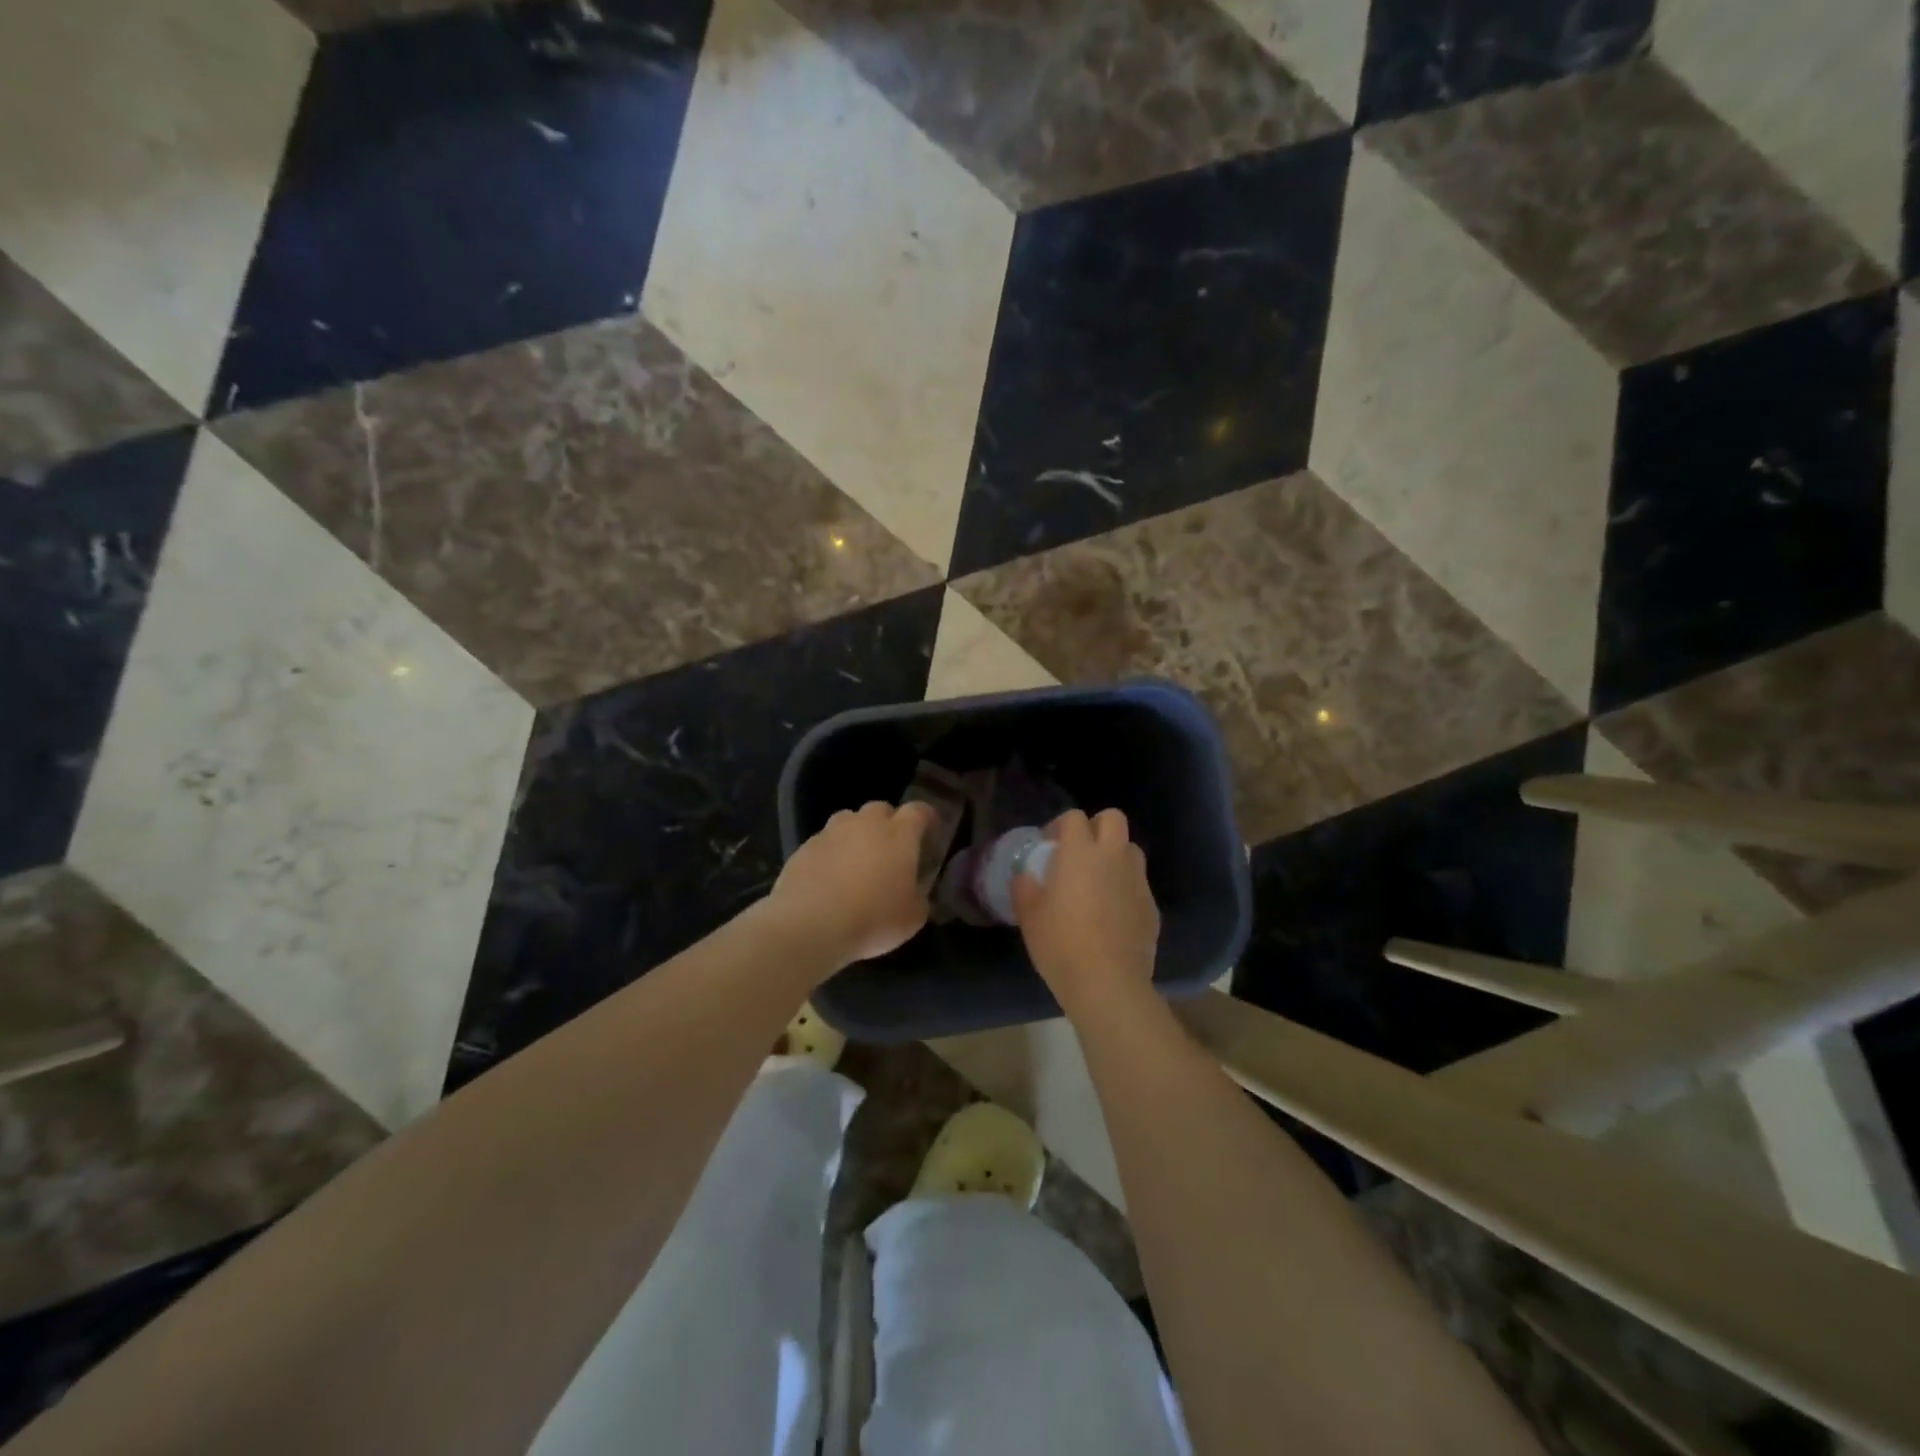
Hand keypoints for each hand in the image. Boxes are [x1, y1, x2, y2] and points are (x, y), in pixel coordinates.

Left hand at [766, 801, 934, 967]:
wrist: (811, 925)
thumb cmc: (873, 919)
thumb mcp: (913, 917)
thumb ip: (919, 897)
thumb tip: (915, 892)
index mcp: (899, 834)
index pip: (918, 811)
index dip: (926, 819)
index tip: (929, 832)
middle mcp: (865, 824)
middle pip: (881, 809)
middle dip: (888, 823)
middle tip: (890, 850)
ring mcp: (831, 832)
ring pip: (848, 820)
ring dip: (856, 834)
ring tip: (856, 861)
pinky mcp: (804, 847)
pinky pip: (824, 842)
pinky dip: (830, 853)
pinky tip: (828, 878)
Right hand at [1013, 808, 1159, 1016]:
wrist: (1108, 983)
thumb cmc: (1061, 944)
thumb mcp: (1029, 915)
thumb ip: (1025, 886)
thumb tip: (1026, 875)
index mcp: (1081, 853)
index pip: (1074, 817)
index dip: (1060, 826)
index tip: (1049, 846)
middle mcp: (1114, 857)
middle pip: (1113, 818)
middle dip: (1096, 827)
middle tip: (1079, 853)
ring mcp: (1137, 881)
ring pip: (1130, 849)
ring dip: (1114, 855)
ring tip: (1098, 881)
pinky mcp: (1152, 905)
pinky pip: (1138, 883)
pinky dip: (1125, 887)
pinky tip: (1112, 914)